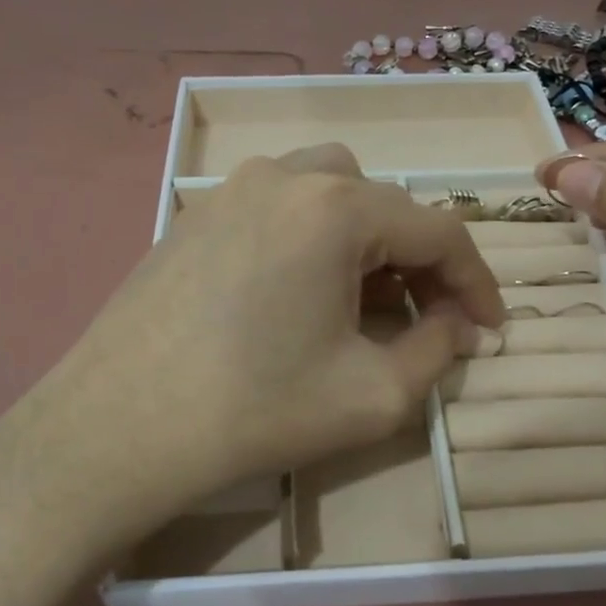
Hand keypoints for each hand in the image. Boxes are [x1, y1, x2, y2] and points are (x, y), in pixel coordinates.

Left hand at [1, 144, 505, 536]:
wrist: (116, 430)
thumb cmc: (255, 410)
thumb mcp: (373, 395)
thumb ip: (436, 351)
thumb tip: (459, 326)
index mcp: (336, 207)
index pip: (438, 230)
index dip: (476, 281)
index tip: (490, 329)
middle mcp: (287, 175)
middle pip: (385, 204)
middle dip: (419, 261)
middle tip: (425, 320)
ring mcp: (232, 188)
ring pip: (331, 190)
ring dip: (366, 238)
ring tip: (362, 299)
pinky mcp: (197, 213)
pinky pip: (279, 205)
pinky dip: (312, 235)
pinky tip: (298, 292)